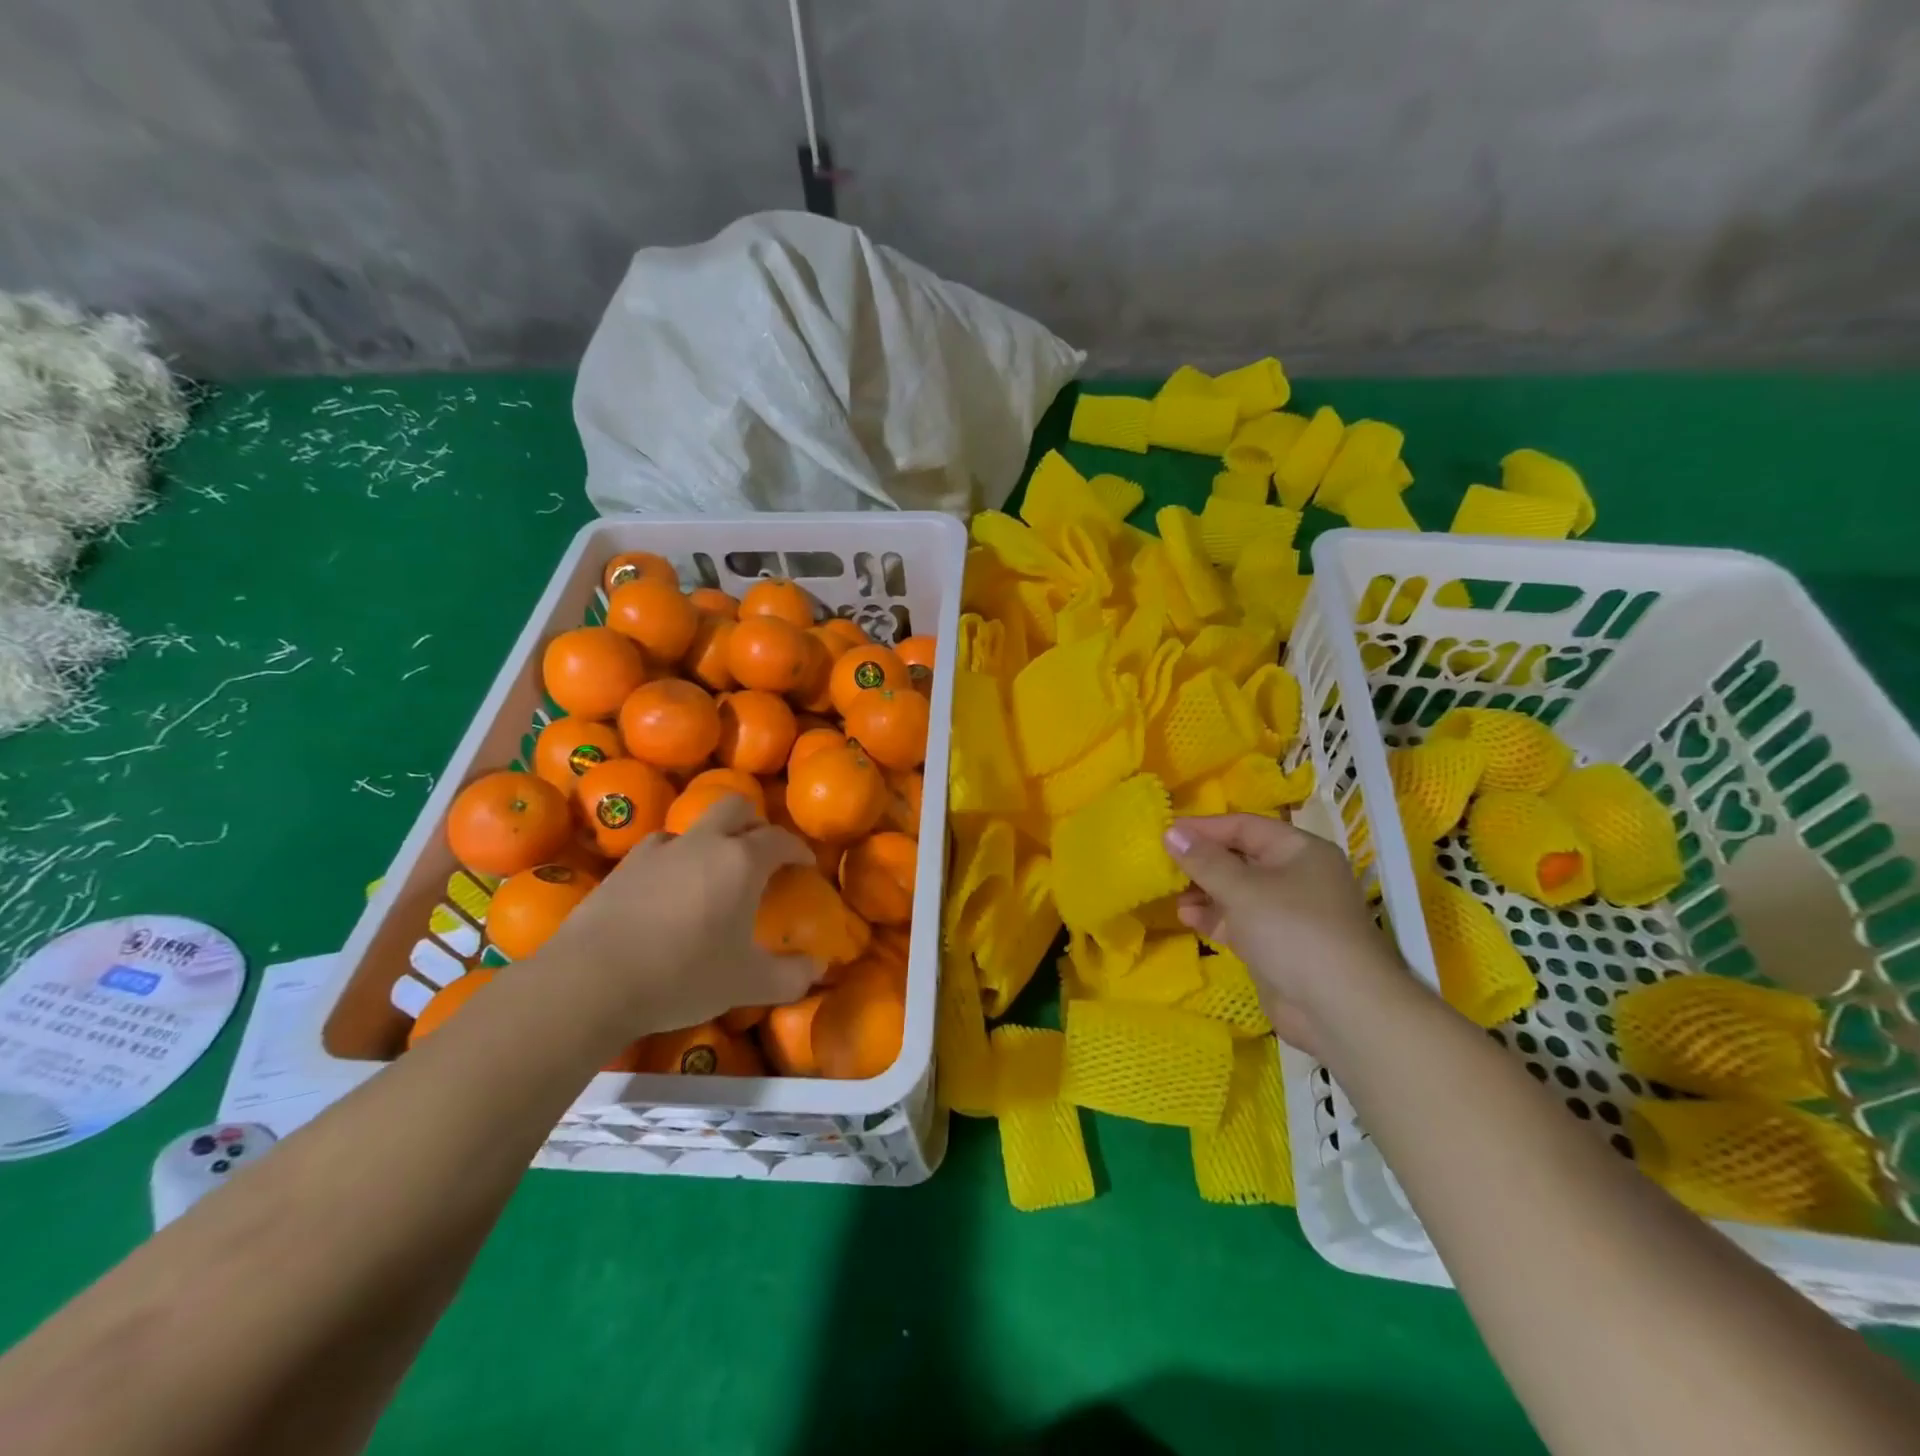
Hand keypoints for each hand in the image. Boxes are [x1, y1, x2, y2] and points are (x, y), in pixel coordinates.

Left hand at [535, 796, 816, 1035]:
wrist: (592, 980)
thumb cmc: (683, 976)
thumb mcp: (746, 984)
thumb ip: (790, 976)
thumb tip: (818, 968)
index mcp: (741, 862)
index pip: (779, 839)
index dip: (797, 848)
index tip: (805, 863)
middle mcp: (703, 843)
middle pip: (735, 807)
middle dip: (754, 823)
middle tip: (760, 852)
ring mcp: (659, 851)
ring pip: (693, 825)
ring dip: (711, 838)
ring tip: (712, 869)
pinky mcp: (623, 867)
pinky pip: (658, 848)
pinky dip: (674, 858)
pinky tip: (668, 885)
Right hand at [1164, 814, 1406, 1055]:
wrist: (1340, 1009)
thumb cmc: (1292, 931)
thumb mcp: (1243, 889)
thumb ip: (1204, 860)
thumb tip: (1171, 830)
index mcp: (1300, 851)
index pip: (1244, 826)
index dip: (1204, 828)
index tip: (1166, 832)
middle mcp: (1297, 876)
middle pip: (1240, 858)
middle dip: (1202, 862)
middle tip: (1164, 864)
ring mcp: (1288, 912)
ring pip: (1237, 891)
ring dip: (1204, 891)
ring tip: (1173, 894)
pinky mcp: (1277, 944)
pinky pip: (1239, 920)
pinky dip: (1214, 917)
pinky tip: (1187, 918)